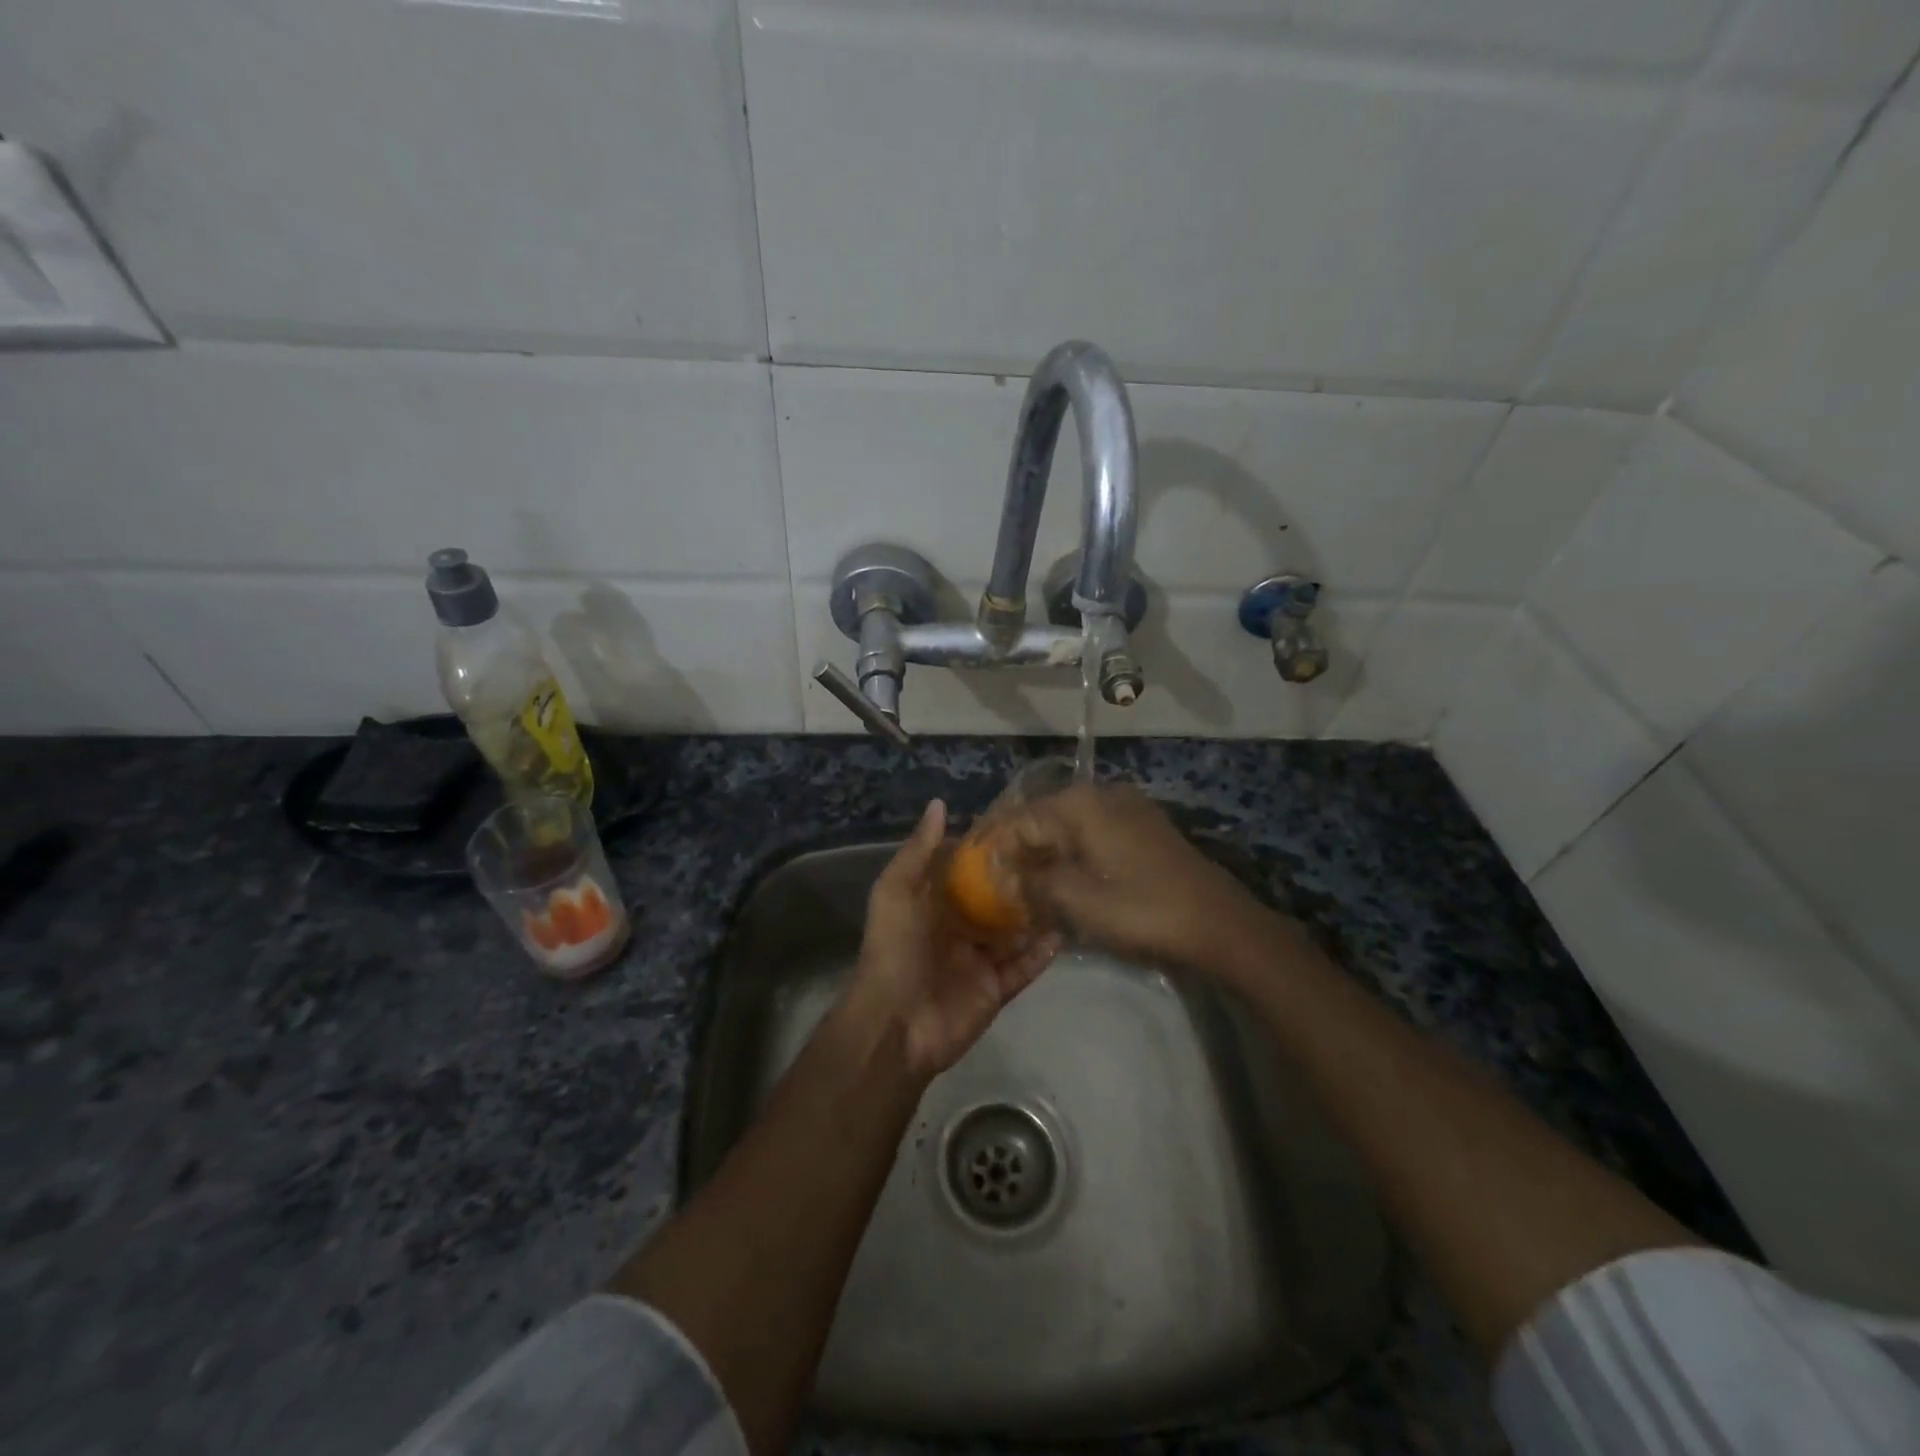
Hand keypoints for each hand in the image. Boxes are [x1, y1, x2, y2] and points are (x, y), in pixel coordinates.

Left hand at [842, 799, 1060, 1078]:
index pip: (964, 870)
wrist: (896, 1024)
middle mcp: (957, 928)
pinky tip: (1065, 932)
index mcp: (932, 903)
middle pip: (995, 900)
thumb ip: (917, 850)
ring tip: (1070, 889)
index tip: (1021, 825)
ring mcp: (978, 960)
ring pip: (1014, 933)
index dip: (988, 850)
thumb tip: (939, 804)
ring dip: (1037, 916)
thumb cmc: (895, 950)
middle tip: (1058, 856)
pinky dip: (1042, 954)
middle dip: (1020, 882)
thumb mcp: (896, 892)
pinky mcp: (995, 989)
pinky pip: (1023, 968)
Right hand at [1009, 783, 1275, 973]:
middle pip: (1043, 818)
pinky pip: (1093, 835)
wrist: (1220, 924)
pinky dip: (1072, 855)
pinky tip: (1063, 881)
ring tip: (1024, 886)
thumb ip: (1033, 884)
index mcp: (1079, 804)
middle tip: (996, 883)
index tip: (974, 874)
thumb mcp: (1078, 901)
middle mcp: (1101, 795)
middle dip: (1018, 849)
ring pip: (1068, 827)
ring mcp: (1127, 809)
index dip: (994, 847)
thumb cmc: (1143, 910)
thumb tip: (1005, 877)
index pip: (1019, 820)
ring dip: (1044, 854)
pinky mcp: (1144, 829)